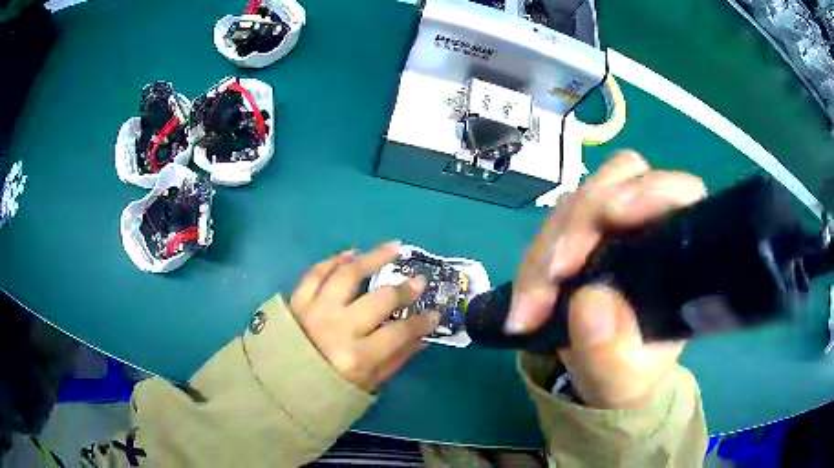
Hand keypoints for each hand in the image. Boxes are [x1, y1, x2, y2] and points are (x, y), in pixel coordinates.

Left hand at [289, 241, 439, 392]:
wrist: (276, 388)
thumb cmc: (325, 392)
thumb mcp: (365, 385)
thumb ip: (395, 359)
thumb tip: (422, 336)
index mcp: (356, 358)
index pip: (399, 332)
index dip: (422, 321)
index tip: (434, 312)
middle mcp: (336, 329)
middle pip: (378, 300)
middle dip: (404, 289)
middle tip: (418, 280)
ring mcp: (314, 310)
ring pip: (347, 274)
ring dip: (372, 257)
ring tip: (392, 247)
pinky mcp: (296, 300)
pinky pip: (316, 273)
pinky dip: (334, 260)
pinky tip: (351, 253)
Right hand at [509, 151, 706, 408]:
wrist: (602, 374)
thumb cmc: (628, 374)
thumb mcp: (622, 380)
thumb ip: (612, 352)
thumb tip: (589, 301)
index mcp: (678, 250)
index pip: (677, 192)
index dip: (648, 191)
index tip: (611, 217)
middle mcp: (648, 225)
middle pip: (616, 183)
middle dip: (579, 223)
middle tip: (553, 276)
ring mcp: (612, 225)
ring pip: (576, 203)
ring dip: (546, 249)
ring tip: (530, 308)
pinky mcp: (581, 233)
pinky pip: (550, 229)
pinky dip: (532, 262)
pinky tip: (526, 303)